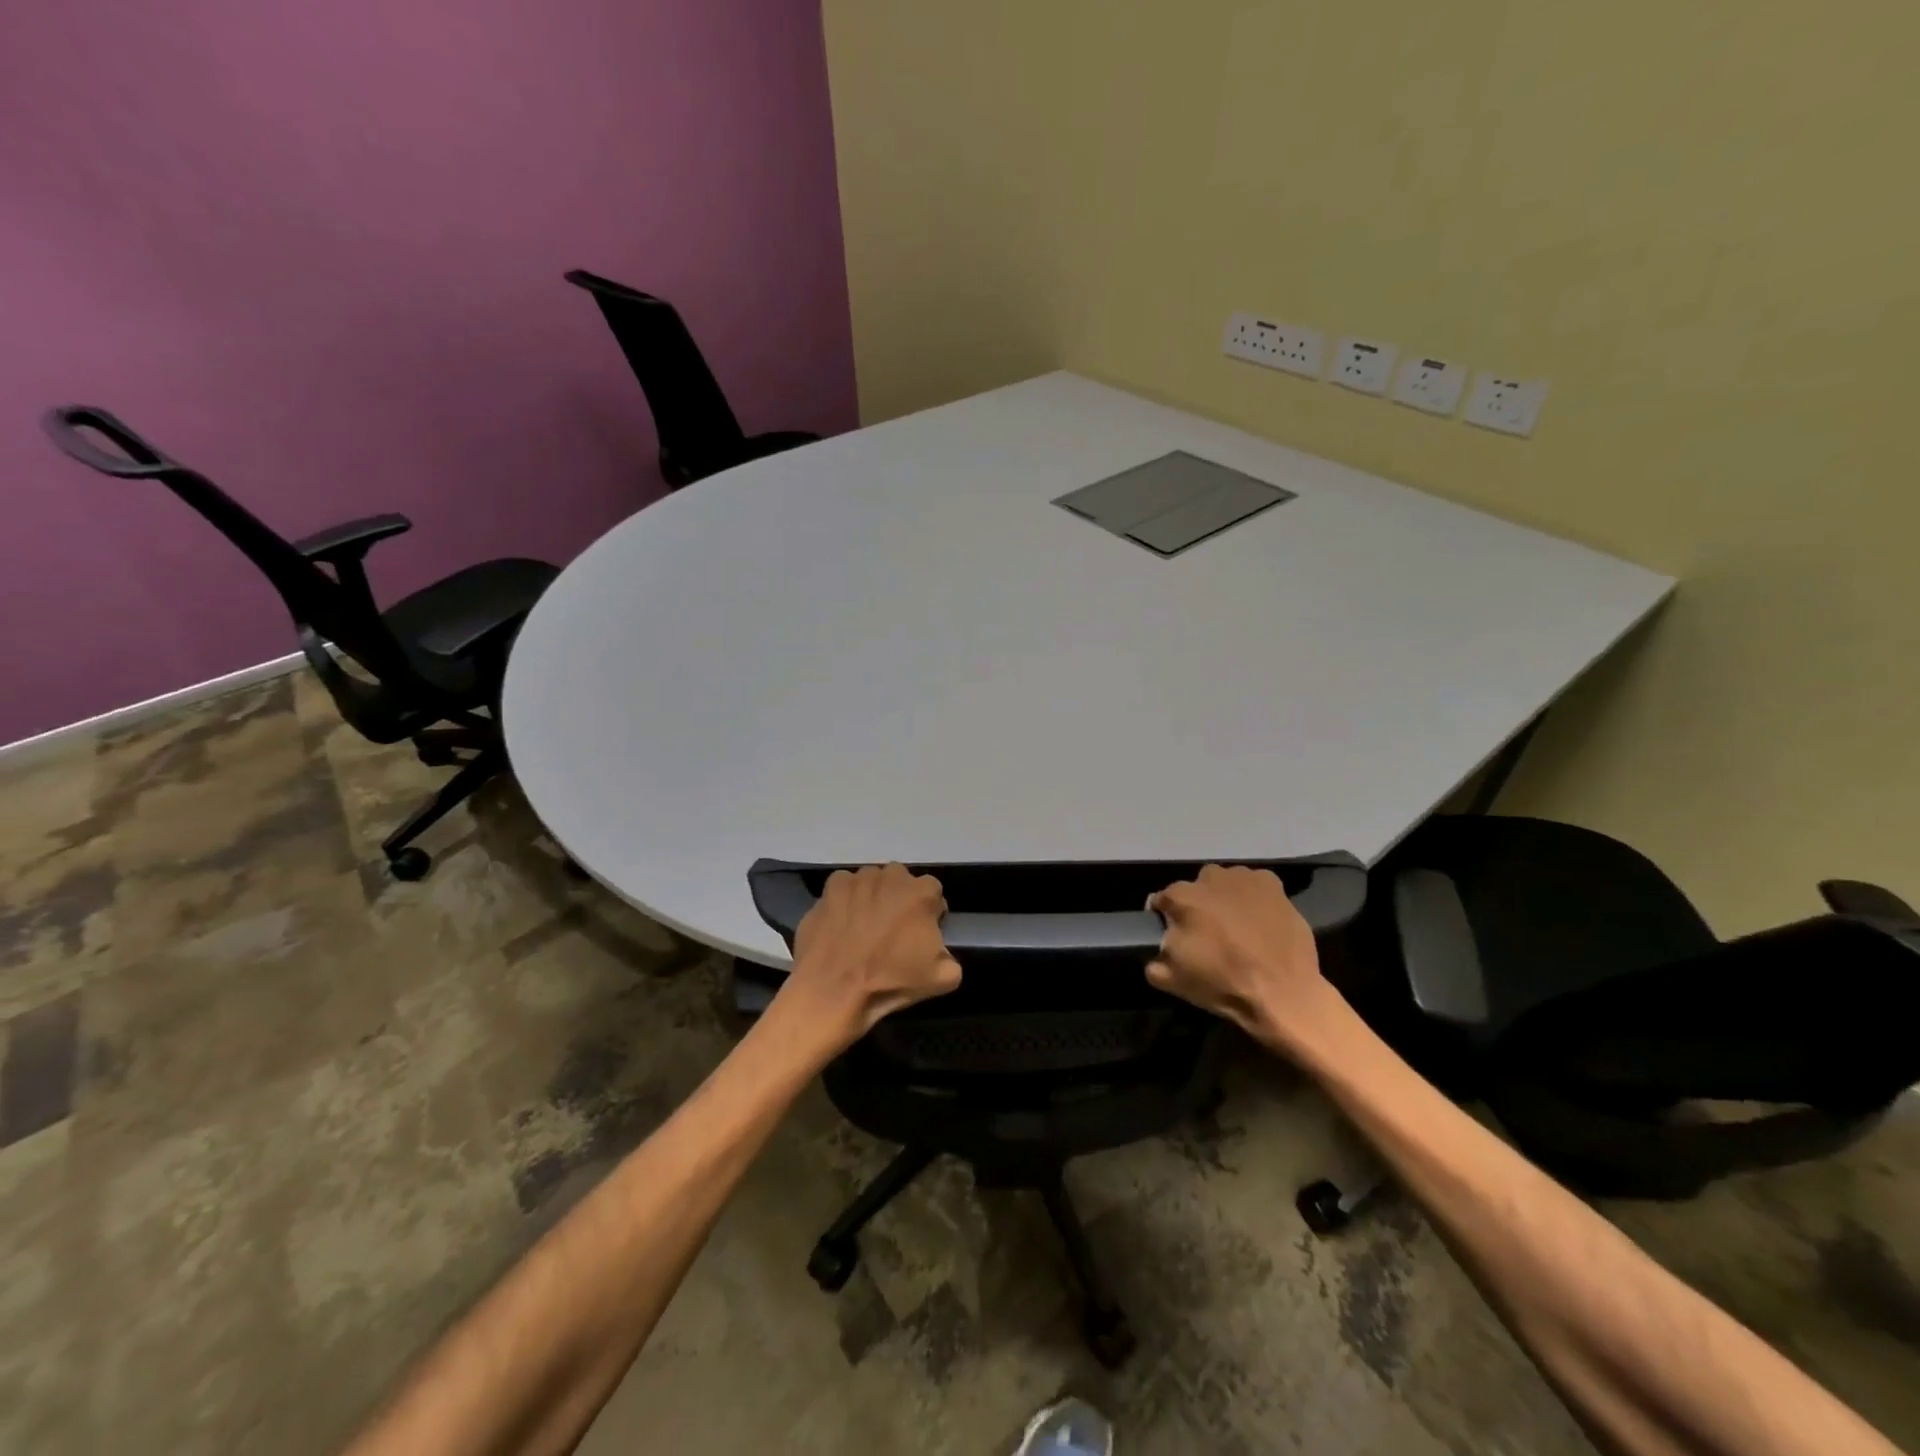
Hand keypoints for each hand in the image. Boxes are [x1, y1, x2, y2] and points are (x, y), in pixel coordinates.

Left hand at [784, 864, 961, 1046]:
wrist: (833, 990)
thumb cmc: (890, 982)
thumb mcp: (942, 980)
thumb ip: (951, 958)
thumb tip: (941, 953)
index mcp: (923, 892)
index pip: (933, 896)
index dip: (929, 916)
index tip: (919, 937)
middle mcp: (892, 875)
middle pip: (902, 884)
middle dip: (900, 902)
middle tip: (891, 932)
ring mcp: (859, 878)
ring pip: (872, 883)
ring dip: (872, 898)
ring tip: (863, 929)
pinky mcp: (831, 887)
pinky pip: (844, 888)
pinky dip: (845, 901)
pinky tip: (841, 924)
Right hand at [1147, 864, 1338, 1048]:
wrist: (1283, 993)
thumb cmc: (1223, 984)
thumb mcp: (1172, 981)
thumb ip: (1153, 960)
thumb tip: (1155, 951)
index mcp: (1182, 898)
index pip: (1162, 900)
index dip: (1165, 918)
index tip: (1173, 936)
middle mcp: (1210, 878)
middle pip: (1195, 888)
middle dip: (1197, 905)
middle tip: (1209, 932)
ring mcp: (1244, 878)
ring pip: (1224, 883)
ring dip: (1225, 898)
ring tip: (1236, 926)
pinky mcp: (1273, 884)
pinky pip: (1253, 885)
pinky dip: (1252, 897)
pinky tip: (1259, 919)